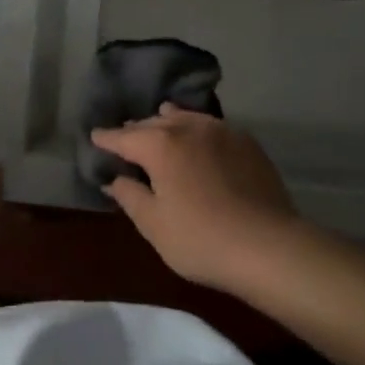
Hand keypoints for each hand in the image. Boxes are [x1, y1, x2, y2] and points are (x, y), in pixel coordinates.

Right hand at [90, 105, 298, 291]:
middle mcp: (188, 128)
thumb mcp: (154, 225)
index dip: (107, 138)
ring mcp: (221, 131)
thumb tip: (115, 180)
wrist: (269, 246)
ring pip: (185, 118)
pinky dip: (195, 128)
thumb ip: (130, 196)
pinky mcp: (246, 143)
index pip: (124, 137)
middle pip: (154, 122)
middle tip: (125, 136)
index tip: (95, 136)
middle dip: (136, 129)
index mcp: (160, 145)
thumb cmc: (201, 239)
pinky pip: (211, 126)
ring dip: (168, 120)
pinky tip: (198, 138)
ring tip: (160, 121)